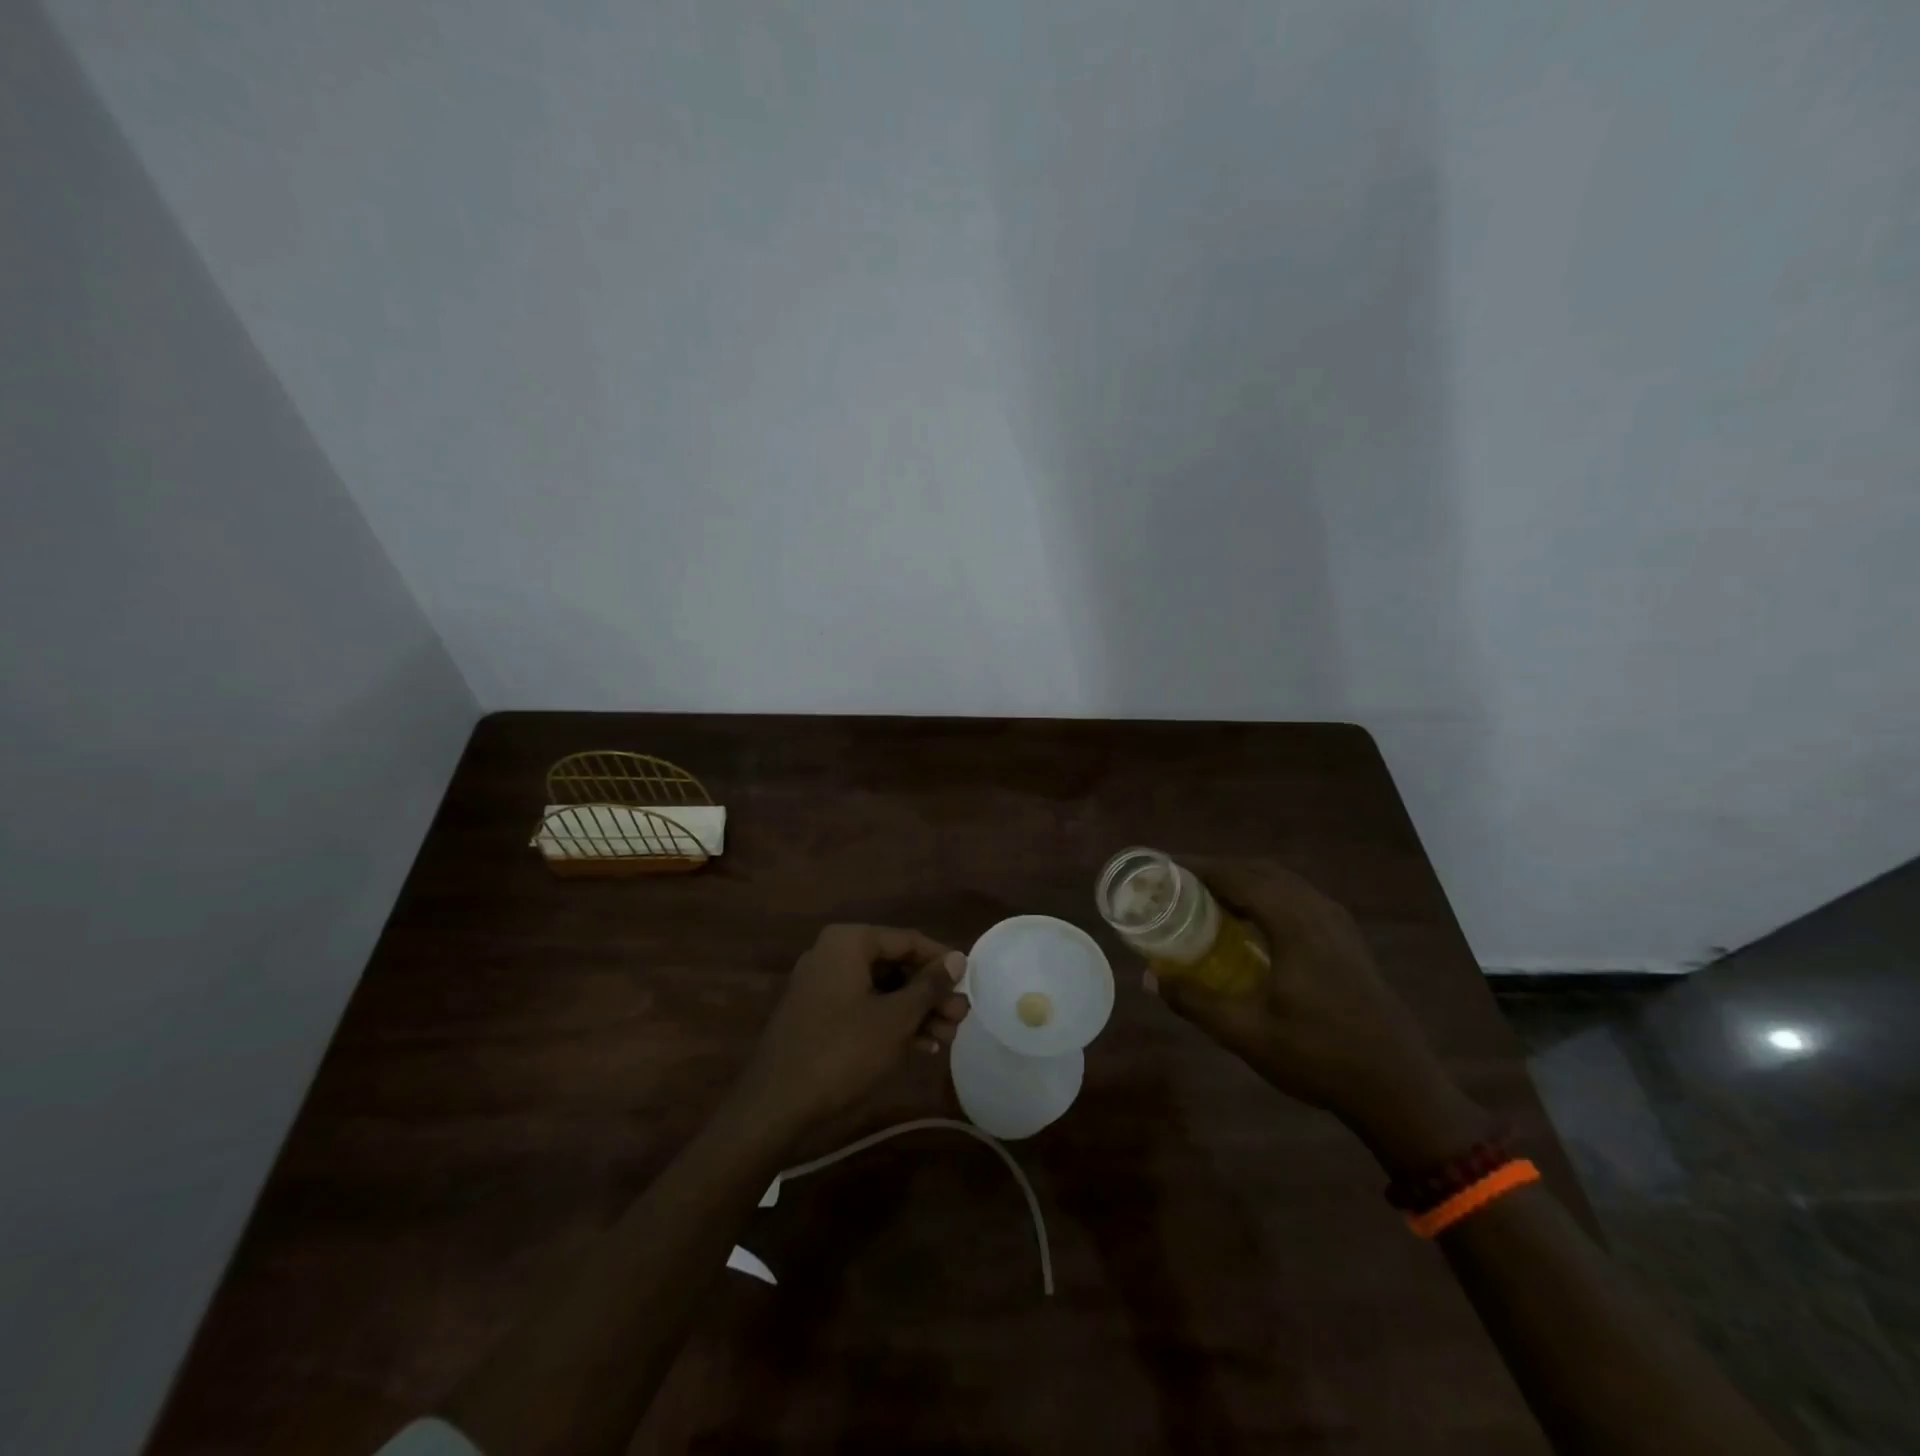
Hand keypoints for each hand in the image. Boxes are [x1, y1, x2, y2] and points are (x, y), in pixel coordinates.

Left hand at [735, 925, 968, 1138]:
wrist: (775, 1106)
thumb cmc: (842, 1052)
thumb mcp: (895, 1019)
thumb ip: (929, 986)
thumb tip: (958, 959)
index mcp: (848, 942)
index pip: (907, 940)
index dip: (942, 962)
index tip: (969, 984)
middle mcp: (832, 954)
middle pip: (894, 965)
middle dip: (930, 993)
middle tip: (960, 1018)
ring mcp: (821, 985)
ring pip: (881, 989)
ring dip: (915, 1011)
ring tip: (947, 1037)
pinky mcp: (816, 1015)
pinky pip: (863, 1007)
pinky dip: (890, 1022)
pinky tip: (920, 1046)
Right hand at [1147, 859, 1480, 1160]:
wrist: (1400, 1089)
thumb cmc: (1320, 1057)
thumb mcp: (1246, 1034)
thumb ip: (1195, 1001)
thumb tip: (1150, 978)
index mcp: (1295, 924)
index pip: (1238, 876)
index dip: (1198, 867)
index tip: (1163, 867)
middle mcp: (1318, 911)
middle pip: (1259, 870)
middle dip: (1217, 870)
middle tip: (1178, 883)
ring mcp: (1337, 923)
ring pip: (1282, 882)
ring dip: (1242, 881)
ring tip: (1207, 898)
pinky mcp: (1346, 938)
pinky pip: (1297, 897)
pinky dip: (1265, 895)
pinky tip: (1250, 922)